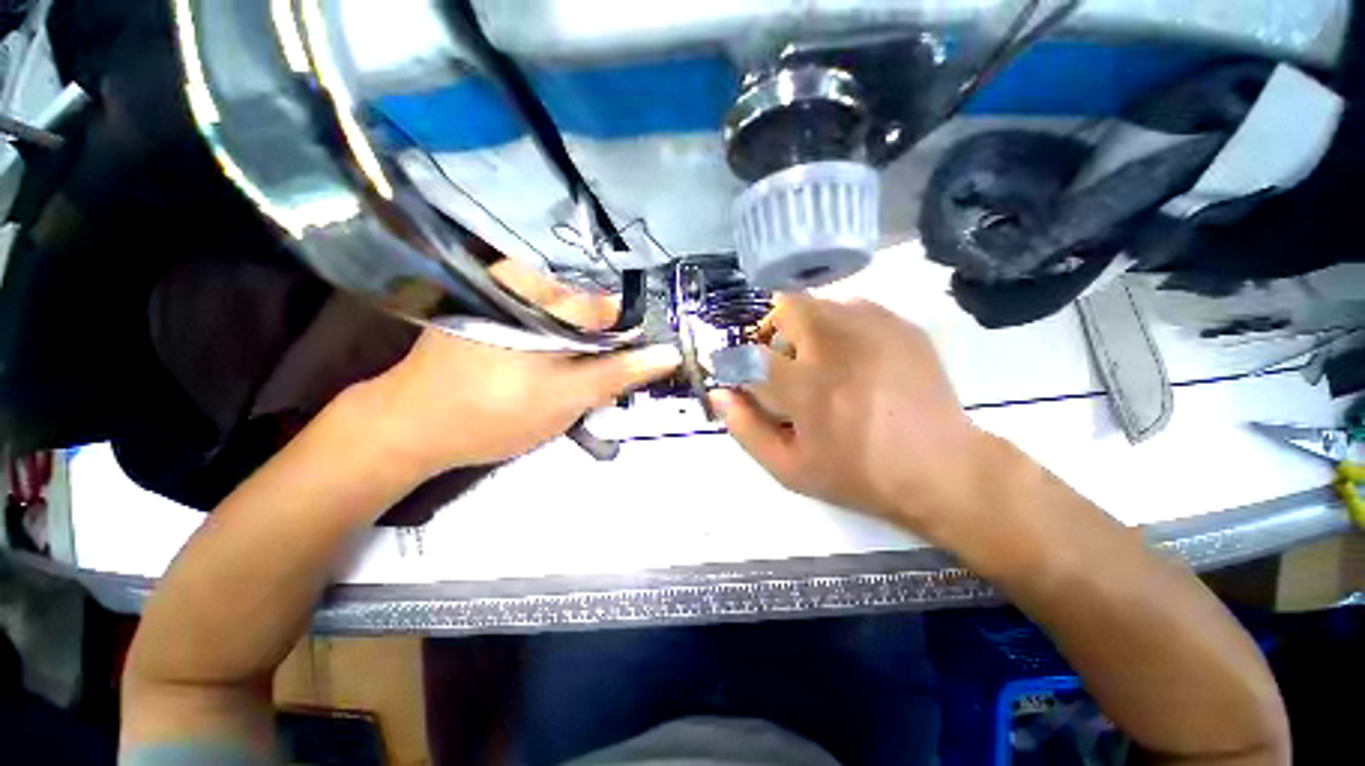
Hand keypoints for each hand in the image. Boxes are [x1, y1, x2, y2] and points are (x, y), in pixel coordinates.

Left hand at [344, 261, 680, 481]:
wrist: (411, 425)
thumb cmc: (494, 414)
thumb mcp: (566, 398)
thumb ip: (619, 372)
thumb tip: (668, 354)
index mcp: (546, 300)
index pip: (612, 306)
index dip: (627, 336)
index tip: (627, 364)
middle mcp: (525, 283)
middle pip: (590, 307)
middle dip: (600, 342)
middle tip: (590, 376)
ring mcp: (505, 293)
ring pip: (568, 313)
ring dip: (577, 343)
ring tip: (566, 374)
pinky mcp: (492, 309)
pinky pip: (543, 316)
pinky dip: (555, 340)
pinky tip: (543, 364)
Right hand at [711, 294, 1002, 541]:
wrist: (942, 469)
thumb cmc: (857, 474)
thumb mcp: (789, 469)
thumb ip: (746, 429)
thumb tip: (718, 395)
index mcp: (807, 387)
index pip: (749, 354)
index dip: (735, 362)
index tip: (739, 376)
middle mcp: (838, 345)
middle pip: (786, 306)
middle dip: (772, 330)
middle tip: (782, 362)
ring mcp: (875, 329)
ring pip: (819, 302)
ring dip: (804, 327)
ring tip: (818, 361)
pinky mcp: (900, 325)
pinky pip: (852, 306)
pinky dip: (837, 325)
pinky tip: (850, 356)